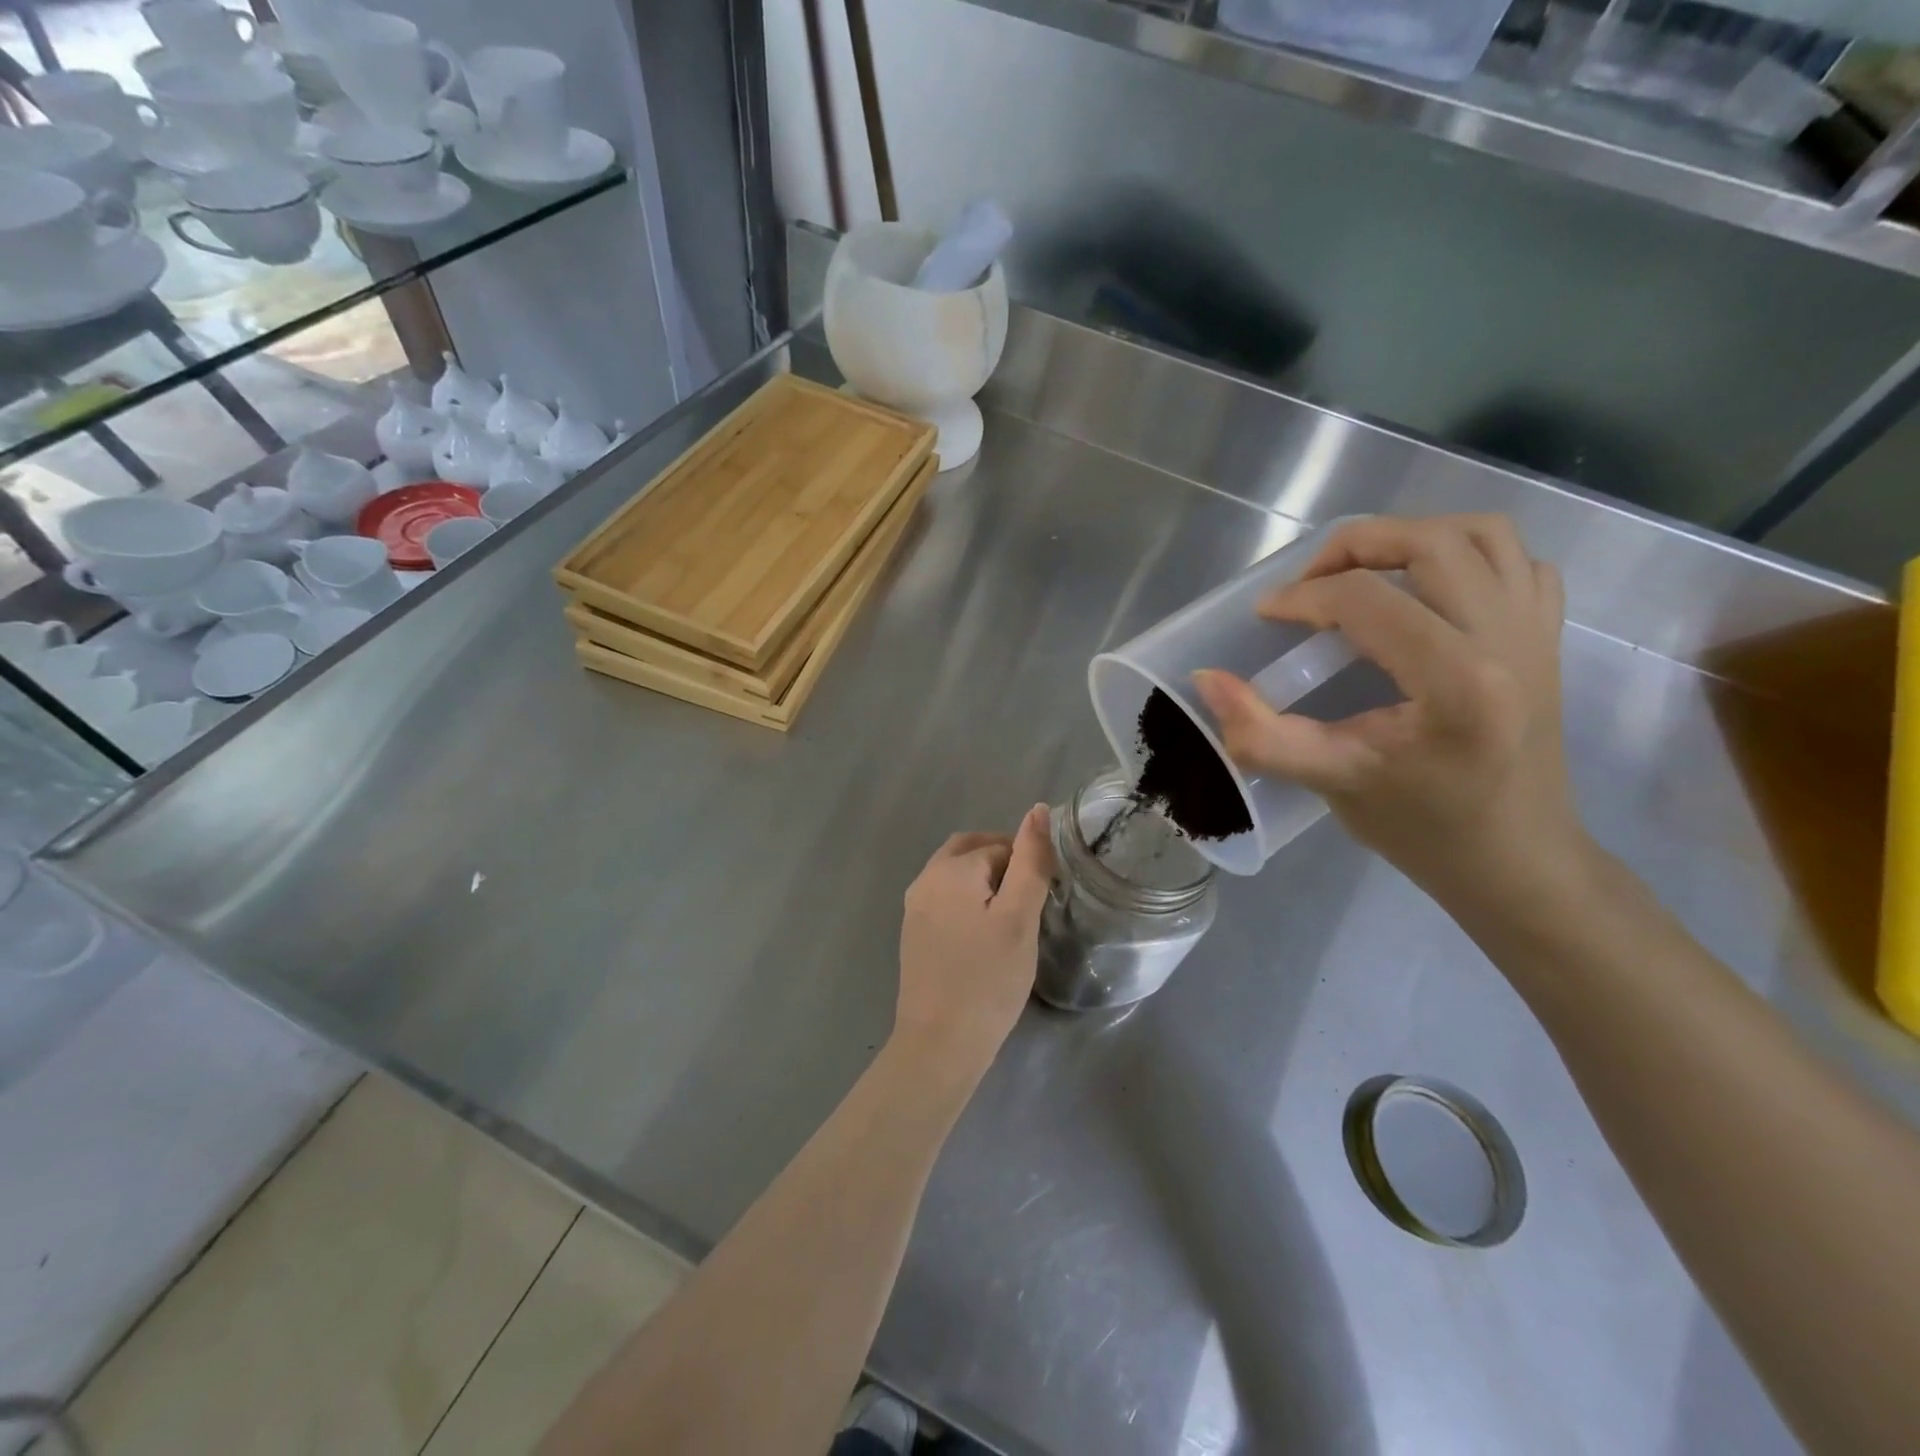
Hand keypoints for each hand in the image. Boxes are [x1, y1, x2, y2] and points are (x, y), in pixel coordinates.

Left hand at [894, 805, 1054, 1086]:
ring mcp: (914, 908)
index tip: (1046, 897)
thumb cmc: (988, 979)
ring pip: (955, 875)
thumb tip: (1036, 810)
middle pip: (969, 851)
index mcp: (950, 869)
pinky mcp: (914, 933)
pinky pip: (944, 899)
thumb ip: (1030, 861)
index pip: (999, 846)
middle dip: (1002, 862)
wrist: (940, 1044)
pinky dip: (968, 901)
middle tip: (1031, 897)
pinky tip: (985, 934)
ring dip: (985, 881)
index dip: (1026, 864)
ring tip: (1012, 917)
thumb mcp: (1019, 918)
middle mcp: (925, 879)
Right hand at [1192, 514, 1586, 907]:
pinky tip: (1427, 593)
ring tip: (1364, 573)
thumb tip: (1206, 679)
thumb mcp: (1329, 781)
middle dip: (1353, 546)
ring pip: (1482, 535)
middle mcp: (1507, 639)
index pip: (1366, 601)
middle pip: (1428, 543)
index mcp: (1456, 681)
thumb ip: (1260, 733)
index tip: (1266, 616)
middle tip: (1307, 582)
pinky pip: (1519, 562)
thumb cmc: (1422, 828)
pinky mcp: (1549, 638)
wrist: (1516, 861)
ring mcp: (1538, 632)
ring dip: (1412, 538)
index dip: (1302, 598)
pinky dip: (1468, 557)